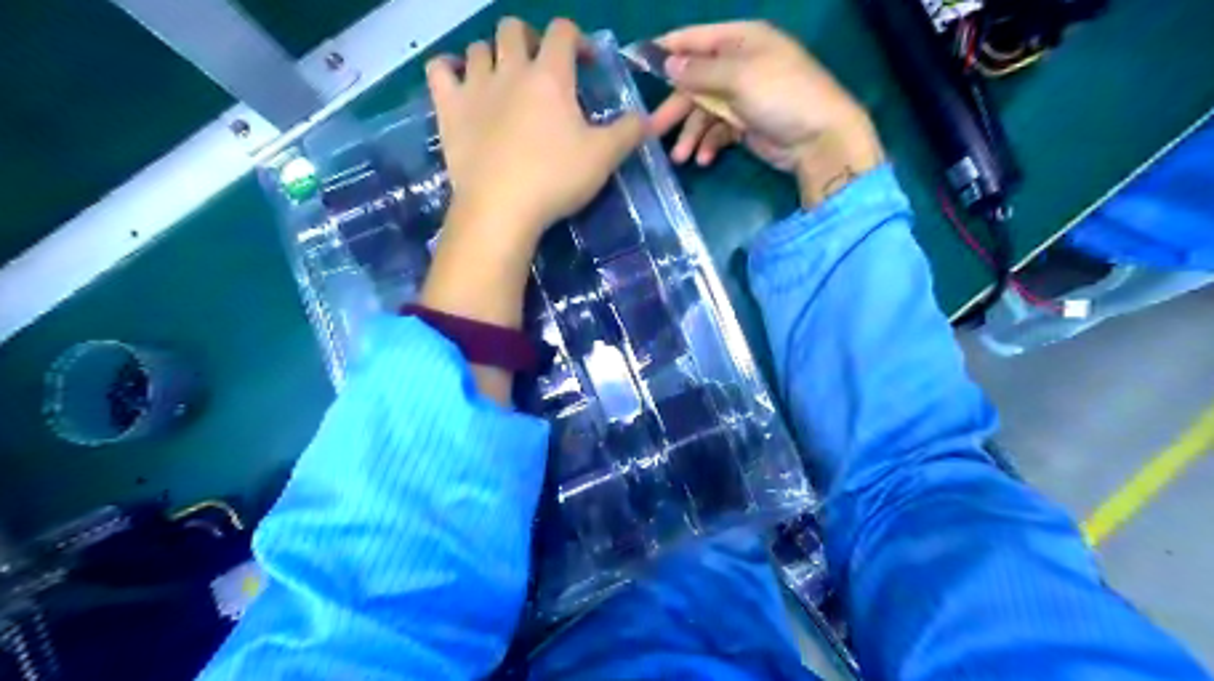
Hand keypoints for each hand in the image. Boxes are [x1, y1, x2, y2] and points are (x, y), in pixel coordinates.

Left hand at [424, 17, 644, 403]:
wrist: (501, 209)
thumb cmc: (556, 180)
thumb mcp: (604, 157)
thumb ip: (628, 132)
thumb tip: (648, 118)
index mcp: (550, 76)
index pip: (564, 31)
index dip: (579, 39)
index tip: (588, 64)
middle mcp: (510, 70)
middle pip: (514, 29)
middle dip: (531, 39)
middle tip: (542, 68)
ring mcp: (475, 87)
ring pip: (478, 47)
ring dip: (493, 55)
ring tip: (504, 80)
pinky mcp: (448, 109)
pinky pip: (439, 70)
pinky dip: (449, 68)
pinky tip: (460, 82)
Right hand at [654, 23, 884, 205]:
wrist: (819, 139)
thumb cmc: (782, 96)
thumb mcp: (739, 77)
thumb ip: (701, 71)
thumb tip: (668, 64)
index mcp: (741, 40)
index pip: (695, 39)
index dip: (665, 50)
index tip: (634, 62)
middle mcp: (739, 65)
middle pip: (694, 82)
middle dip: (675, 108)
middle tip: (652, 130)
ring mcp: (742, 97)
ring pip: (703, 112)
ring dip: (690, 134)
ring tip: (681, 157)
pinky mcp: (745, 125)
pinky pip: (717, 131)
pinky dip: (709, 145)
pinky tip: (704, 160)